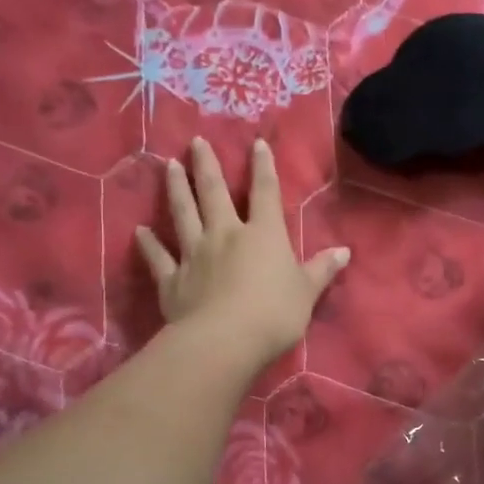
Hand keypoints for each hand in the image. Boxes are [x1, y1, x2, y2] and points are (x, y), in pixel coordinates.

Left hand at [135, 138, 350, 371]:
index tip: (256, 144)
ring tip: (168, 167)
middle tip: (195, 142)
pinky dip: (148, 244)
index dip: (263, 167)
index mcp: (263, 235)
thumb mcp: (307, 292)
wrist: (224, 341)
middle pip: (214, 194)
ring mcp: (195, 255)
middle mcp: (225, 235)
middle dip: (207, 166)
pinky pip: (158, 258)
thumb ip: (321, 270)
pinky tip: (139, 231)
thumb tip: (344, 251)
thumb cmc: (274, 313)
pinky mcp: (172, 280)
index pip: (265, 193)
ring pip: (183, 215)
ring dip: (177, 190)